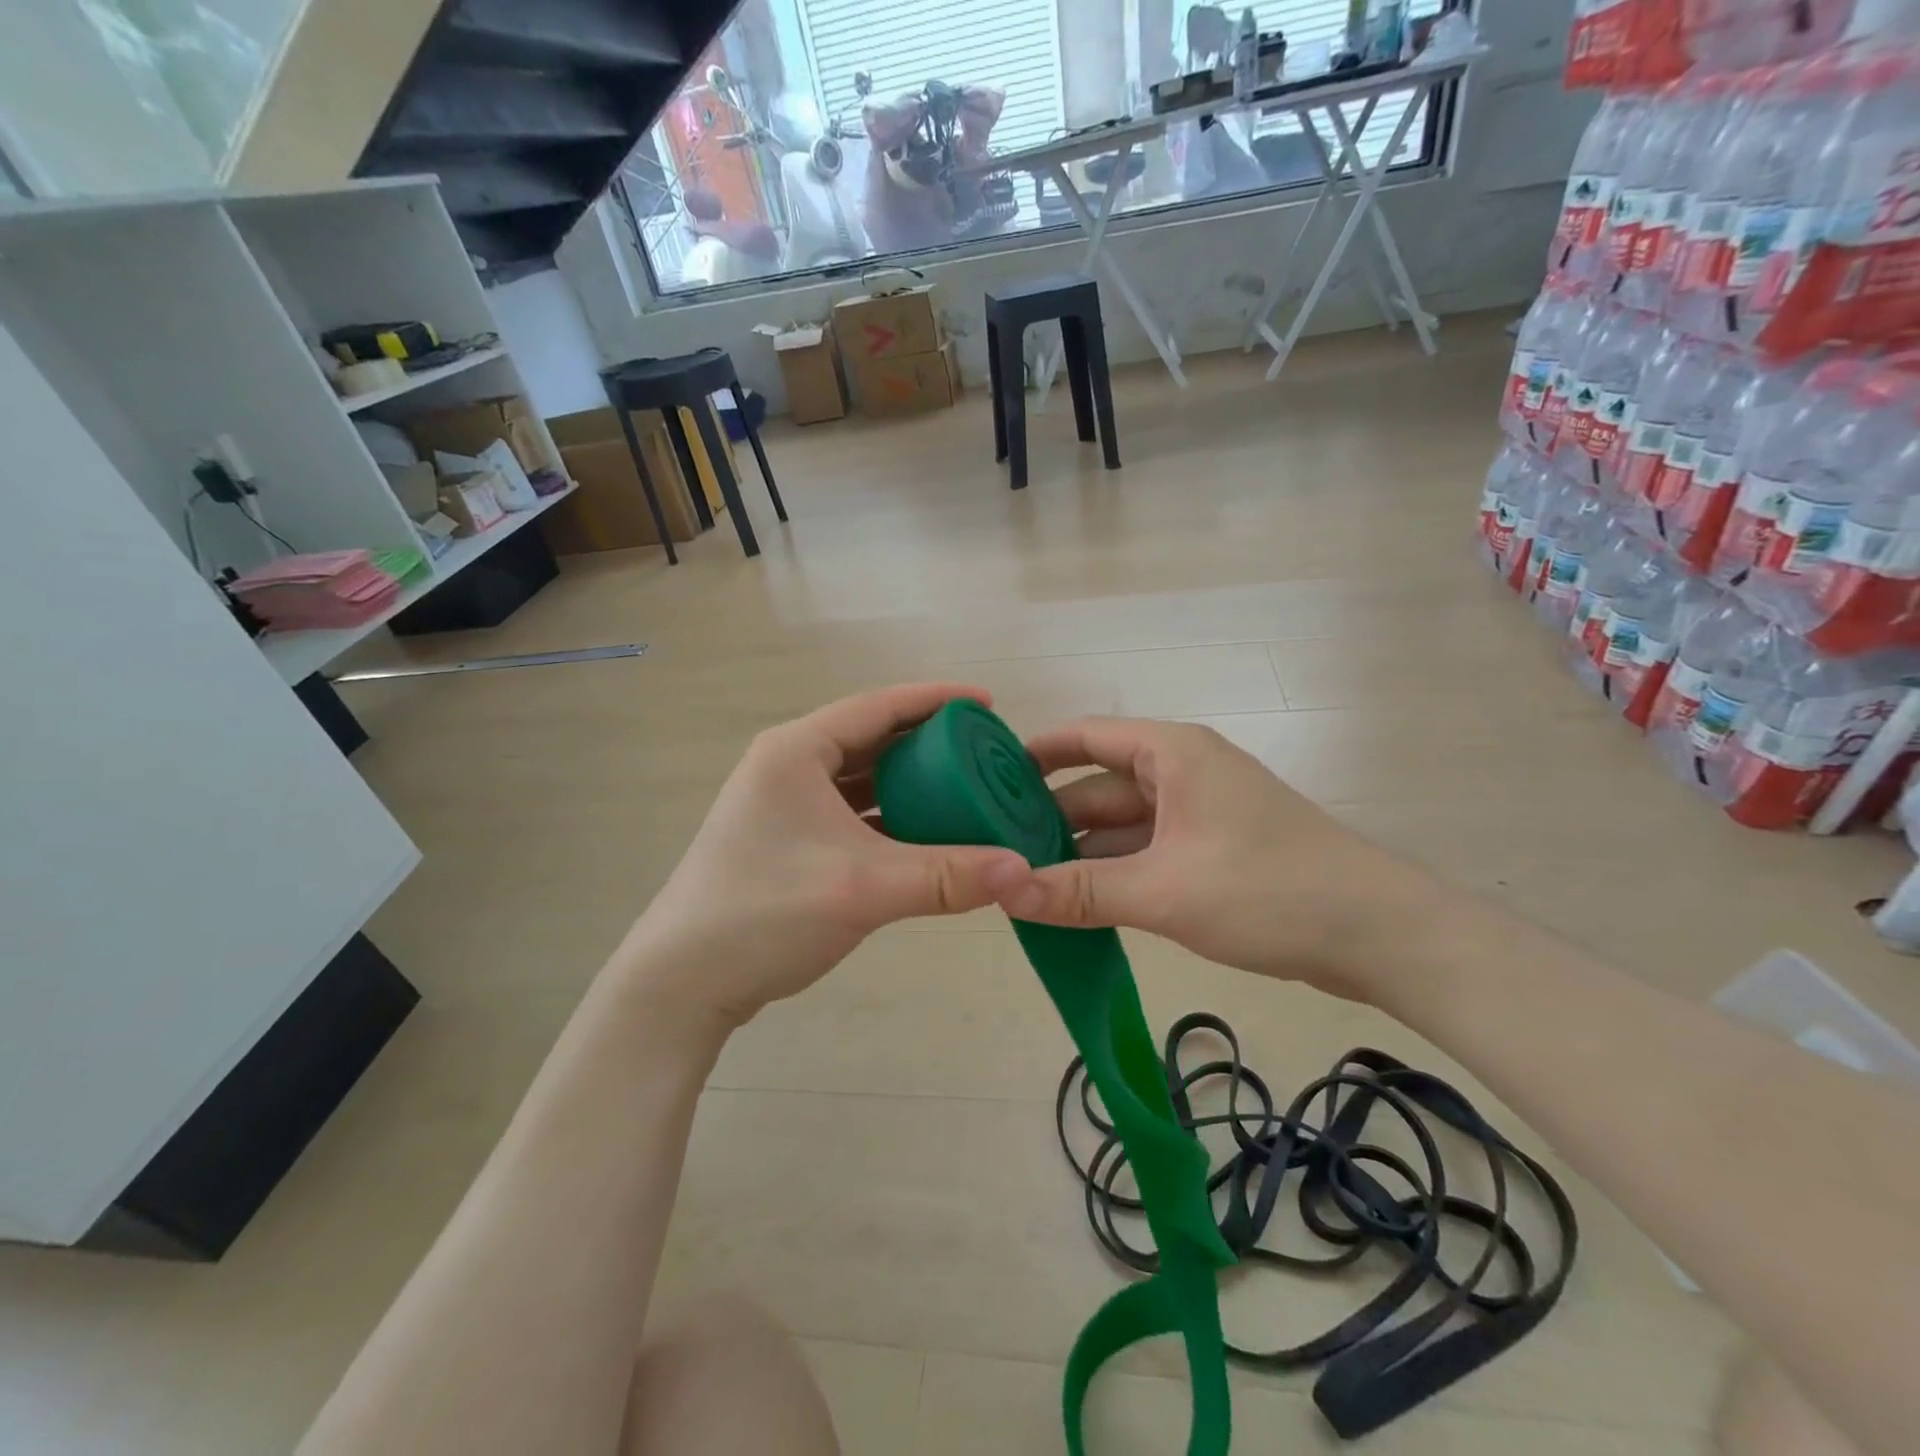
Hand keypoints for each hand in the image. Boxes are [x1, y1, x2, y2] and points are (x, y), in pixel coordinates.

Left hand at [616, 684, 1030, 1030]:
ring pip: (862, 779)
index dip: (937, 700)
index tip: (988, 706)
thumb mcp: (862, 888)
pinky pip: (852, 813)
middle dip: (930, 742)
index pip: (878, 706)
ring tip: (966, 788)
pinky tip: (927, 832)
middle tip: (985, 753)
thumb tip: (1023, 872)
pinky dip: (890, 817)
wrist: (681, 983)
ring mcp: (785, 805)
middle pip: (872, 739)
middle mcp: (789, 766)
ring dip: (911, 782)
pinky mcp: (789, 841)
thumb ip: (947, 876)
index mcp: (797, 751)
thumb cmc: (764, 914)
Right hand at [988, 718, 1443, 1003]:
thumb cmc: (1268, 890)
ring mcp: (1199, 813)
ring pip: (1121, 824)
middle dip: (1049, 817)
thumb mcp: (1163, 892)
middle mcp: (1182, 772)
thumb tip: (1002, 892)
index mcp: (1172, 754)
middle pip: (1098, 785)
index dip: (1033, 754)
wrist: (1379, 935)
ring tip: (1024, 881)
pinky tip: (1076, 902)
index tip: (983, 781)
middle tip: (995, 849)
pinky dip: (1113, 872)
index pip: (1085, 736)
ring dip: (1080, 851)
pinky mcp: (1213, 850)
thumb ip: (1080, 892)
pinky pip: (1146, 852)